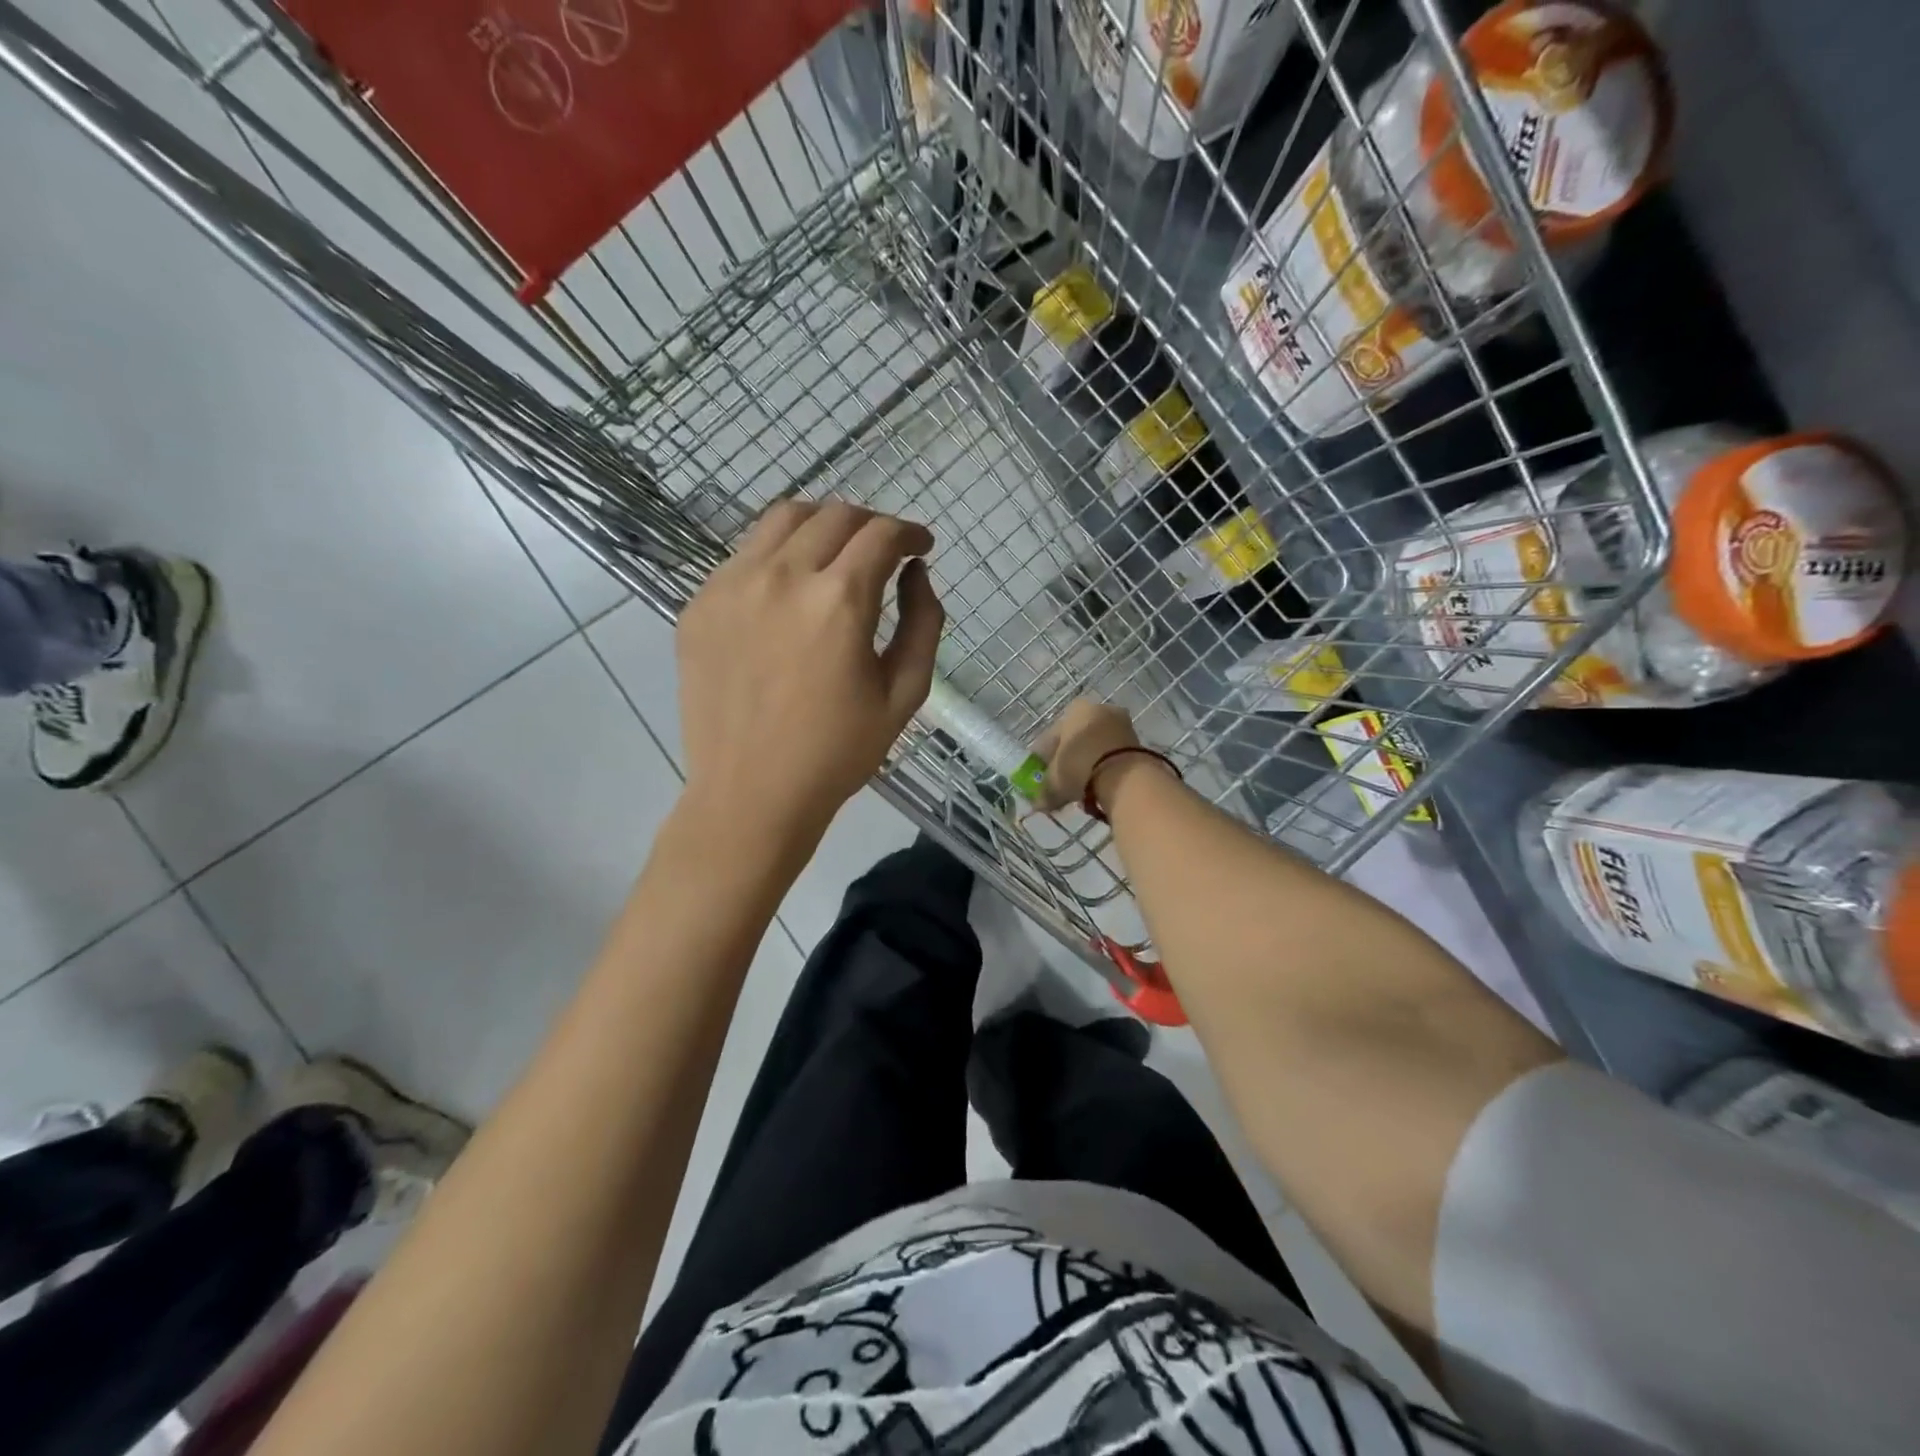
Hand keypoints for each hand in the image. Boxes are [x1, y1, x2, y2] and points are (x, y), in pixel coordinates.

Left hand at [677, 499, 943, 838]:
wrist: (750, 795)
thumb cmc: (837, 753)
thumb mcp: (904, 694)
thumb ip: (923, 623)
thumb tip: (916, 574)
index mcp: (839, 601)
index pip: (881, 535)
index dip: (910, 533)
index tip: (920, 548)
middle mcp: (782, 576)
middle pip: (834, 516)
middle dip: (871, 524)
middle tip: (884, 551)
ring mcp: (731, 586)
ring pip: (782, 519)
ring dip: (821, 526)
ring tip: (835, 554)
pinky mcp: (700, 604)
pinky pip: (745, 556)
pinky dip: (777, 556)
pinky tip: (788, 593)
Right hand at [1032, 698, 1146, 812]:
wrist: (1124, 776)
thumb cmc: (1080, 767)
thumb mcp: (1055, 781)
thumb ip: (1045, 791)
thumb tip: (1038, 803)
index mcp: (1075, 710)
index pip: (1053, 735)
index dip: (1045, 757)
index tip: (1042, 775)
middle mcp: (1099, 709)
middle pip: (1077, 738)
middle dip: (1069, 759)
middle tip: (1063, 781)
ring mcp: (1122, 724)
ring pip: (1097, 745)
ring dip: (1089, 763)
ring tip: (1082, 786)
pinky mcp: (1138, 741)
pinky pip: (1114, 754)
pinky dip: (1106, 767)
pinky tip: (1100, 785)